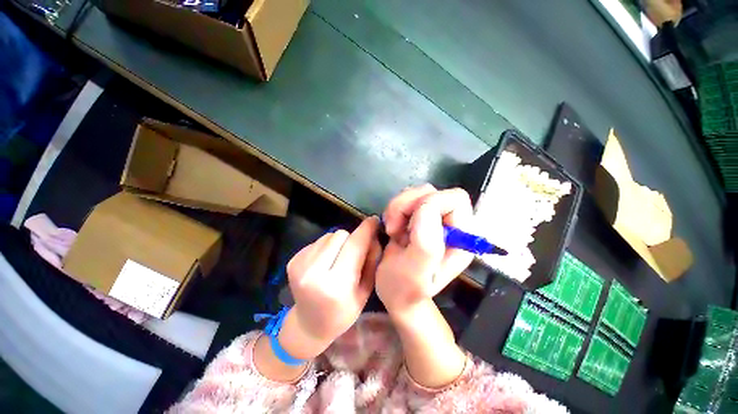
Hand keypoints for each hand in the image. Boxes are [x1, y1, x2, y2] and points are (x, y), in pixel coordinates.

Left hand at [285, 216, 381, 357]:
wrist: (308, 325)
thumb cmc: (343, 313)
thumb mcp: (365, 291)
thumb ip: (371, 261)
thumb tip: (372, 235)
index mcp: (336, 285)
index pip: (354, 246)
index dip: (366, 230)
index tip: (374, 220)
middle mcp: (314, 272)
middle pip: (340, 235)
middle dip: (351, 239)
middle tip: (354, 253)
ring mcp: (300, 265)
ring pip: (329, 235)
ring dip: (338, 243)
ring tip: (338, 260)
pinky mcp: (292, 260)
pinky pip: (318, 241)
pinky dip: (326, 247)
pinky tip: (325, 263)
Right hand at [376, 185, 473, 313]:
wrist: (395, 293)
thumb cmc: (404, 289)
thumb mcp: (414, 275)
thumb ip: (426, 244)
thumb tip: (426, 208)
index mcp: (460, 239)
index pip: (455, 199)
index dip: (429, 205)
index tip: (407, 227)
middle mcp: (451, 225)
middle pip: (434, 192)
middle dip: (408, 205)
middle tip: (394, 228)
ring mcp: (434, 219)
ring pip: (418, 192)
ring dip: (399, 207)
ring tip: (392, 230)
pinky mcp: (419, 217)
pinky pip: (407, 199)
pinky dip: (395, 209)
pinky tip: (392, 227)